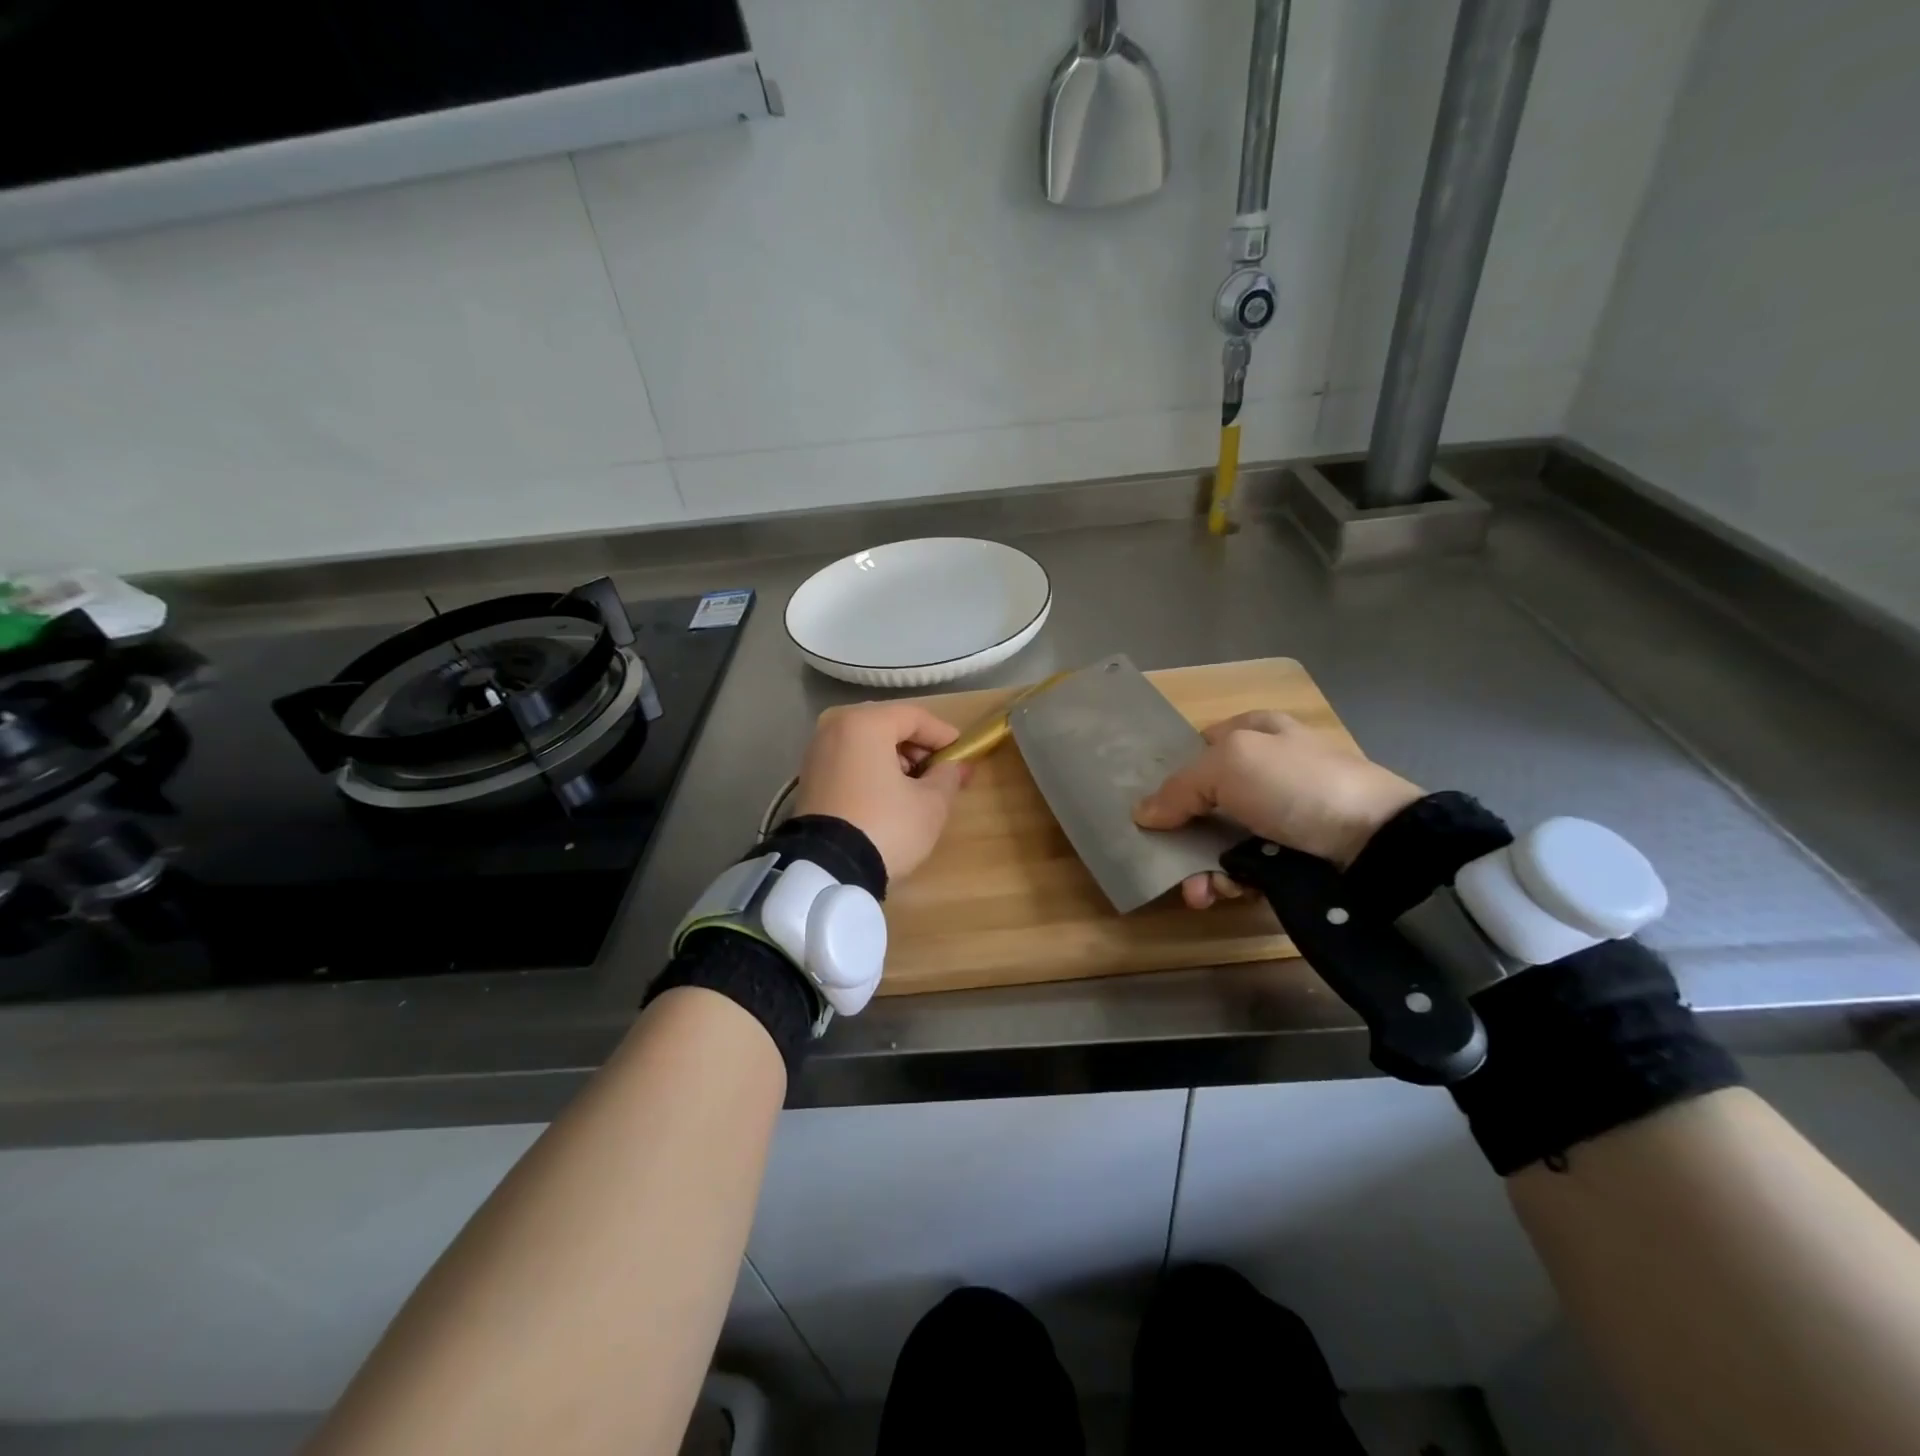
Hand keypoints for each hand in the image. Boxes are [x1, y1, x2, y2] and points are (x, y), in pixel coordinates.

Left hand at [791, 702, 970, 881]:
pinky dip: (871, 769)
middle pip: (888, 725)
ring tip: (916, 786)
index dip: (943, 735)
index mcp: (865, 723)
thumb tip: (956, 766)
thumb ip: (948, 776)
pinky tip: (888, 795)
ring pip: (866, 743)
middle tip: (941, 771)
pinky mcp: (808, 778)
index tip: (962, 754)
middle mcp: (835, 728)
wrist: (827, 869)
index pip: (915, 717)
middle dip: (918, 747)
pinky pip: (849, 760)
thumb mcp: (930, 804)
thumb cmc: (886, 826)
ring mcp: (816, 752)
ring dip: (895, 758)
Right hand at [1134, 711, 1423, 906]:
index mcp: (1257, 731)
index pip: (1201, 745)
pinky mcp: (1296, 855)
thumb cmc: (1296, 785)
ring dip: (1202, 867)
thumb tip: (1143, 814)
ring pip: (1222, 839)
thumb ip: (1178, 787)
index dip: (1174, 770)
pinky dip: (1231, 882)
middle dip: (1182, 834)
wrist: (1376, 841)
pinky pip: (1248, 867)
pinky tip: (1225, 894)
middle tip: (1167, 861)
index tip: (1150, 802)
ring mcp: (1283, 815)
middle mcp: (1268, 770)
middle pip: (1206, 800)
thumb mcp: (1227, 764)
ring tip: (1200, 892)